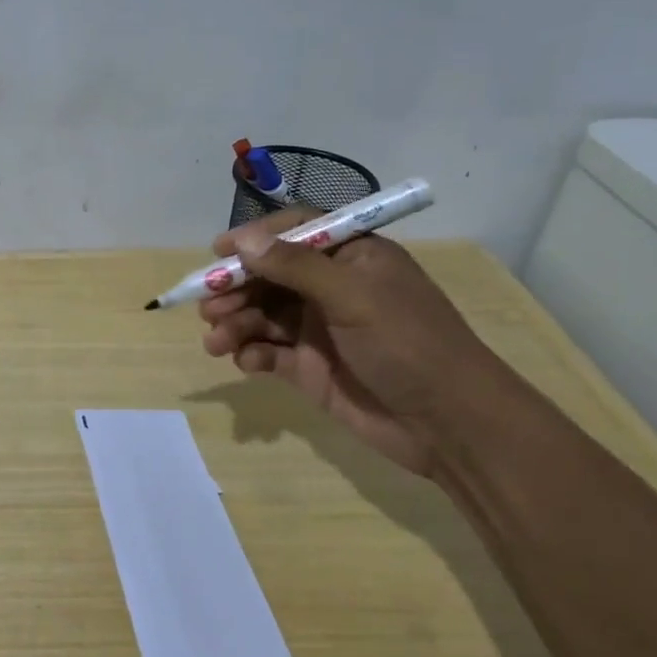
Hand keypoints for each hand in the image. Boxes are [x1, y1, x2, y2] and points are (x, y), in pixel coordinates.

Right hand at [197, 210, 502, 477]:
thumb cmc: (408, 344)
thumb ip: (296, 267)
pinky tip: (246, 362)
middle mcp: (332, 288)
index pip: (295, 232)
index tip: (218, 253)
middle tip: (208, 307)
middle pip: (269, 276)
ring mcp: (319, 329)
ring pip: (262, 315)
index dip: (255, 239)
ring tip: (216, 341)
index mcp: (352, 257)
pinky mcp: (310, 368)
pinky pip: (268, 351)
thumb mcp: (354, 296)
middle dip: (235, 288)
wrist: (449, 424)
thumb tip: (243, 240)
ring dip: (235, 323)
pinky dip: (251, 353)